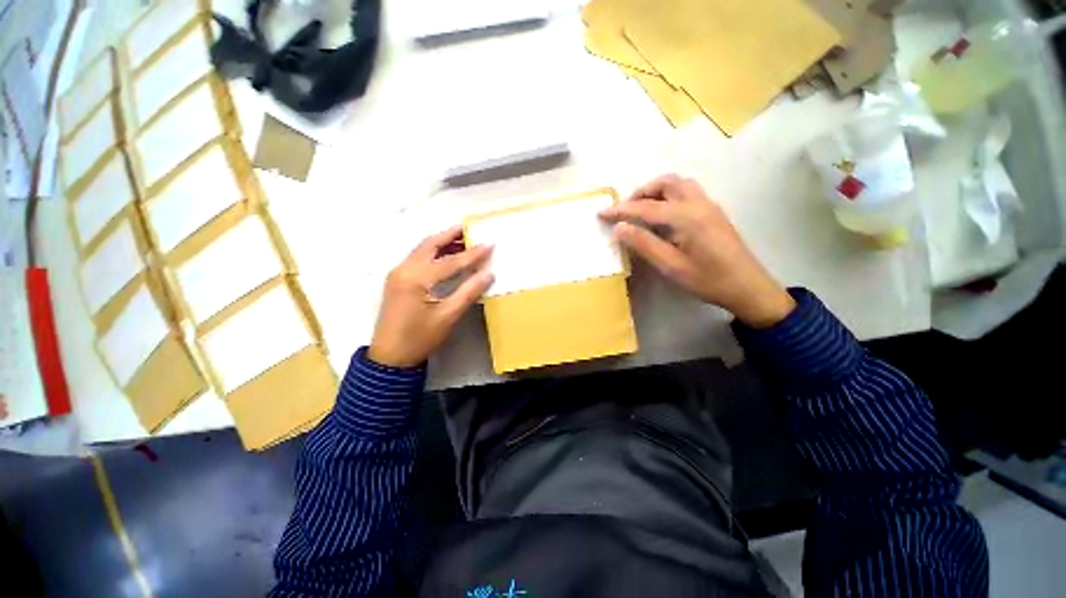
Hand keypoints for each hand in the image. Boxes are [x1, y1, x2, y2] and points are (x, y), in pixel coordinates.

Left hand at [368, 226, 493, 367]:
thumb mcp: (447, 316)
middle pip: (429, 245)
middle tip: (468, 228)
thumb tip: (488, 274)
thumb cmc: (420, 338)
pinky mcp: (397, 280)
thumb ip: (468, 292)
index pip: (450, 261)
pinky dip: (432, 252)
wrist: (390, 357)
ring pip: (421, 249)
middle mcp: (404, 270)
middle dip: (449, 235)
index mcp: (417, 279)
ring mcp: (397, 274)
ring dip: (440, 242)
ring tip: (460, 238)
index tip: (489, 244)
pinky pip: (416, 258)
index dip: (472, 254)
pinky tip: (444, 255)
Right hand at [600, 175, 794, 327]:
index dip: (621, 210)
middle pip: (666, 183)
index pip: (646, 207)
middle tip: (625, 211)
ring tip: (642, 211)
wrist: (747, 287)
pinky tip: (663, 216)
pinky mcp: (713, 212)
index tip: (601, 213)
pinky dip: (669, 196)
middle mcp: (698, 203)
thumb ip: (643, 244)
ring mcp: (708, 205)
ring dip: (657, 191)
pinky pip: (687, 192)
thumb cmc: (707, 279)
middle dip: (641, 192)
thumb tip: (619, 229)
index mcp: (686, 216)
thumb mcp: (670, 265)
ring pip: (679, 184)